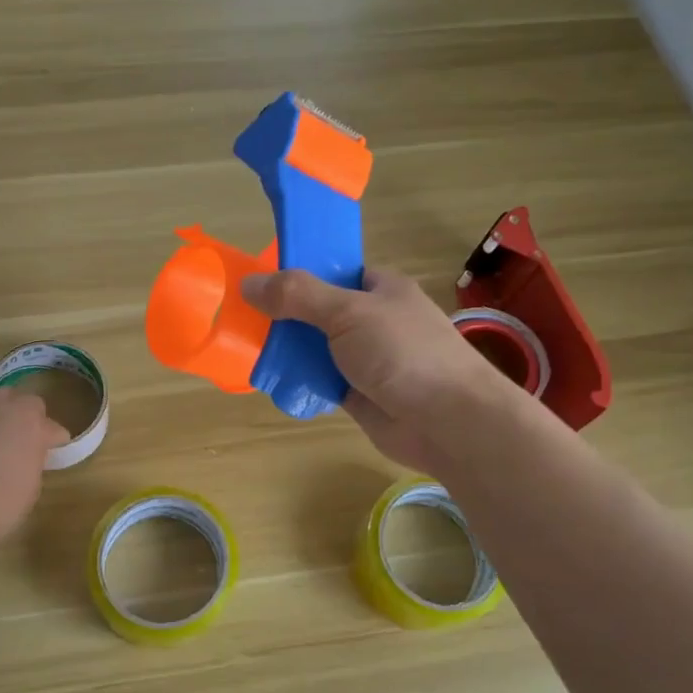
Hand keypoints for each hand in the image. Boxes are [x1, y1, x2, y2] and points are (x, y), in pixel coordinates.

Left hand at [0, 390, 69, 553]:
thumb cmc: (0, 502)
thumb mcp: (32, 486)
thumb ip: (34, 461)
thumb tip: (28, 456)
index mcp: (31, 422)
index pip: (53, 427)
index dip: (56, 442)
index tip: (54, 455)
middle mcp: (3, 410)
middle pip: (22, 402)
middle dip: (28, 417)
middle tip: (28, 442)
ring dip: (1, 423)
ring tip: (1, 449)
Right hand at [240, 266, 516, 476]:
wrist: (447, 421)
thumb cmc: (403, 352)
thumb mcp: (347, 312)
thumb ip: (298, 296)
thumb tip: (248, 282)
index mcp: (381, 288)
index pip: (334, 271)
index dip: (299, 274)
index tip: (261, 281)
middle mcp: (374, 320)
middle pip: (320, 311)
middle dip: (286, 316)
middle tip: (245, 320)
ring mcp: (367, 359)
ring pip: (318, 348)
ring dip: (290, 352)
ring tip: (251, 350)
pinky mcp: (359, 393)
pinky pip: (321, 380)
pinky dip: (301, 381)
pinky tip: (274, 381)